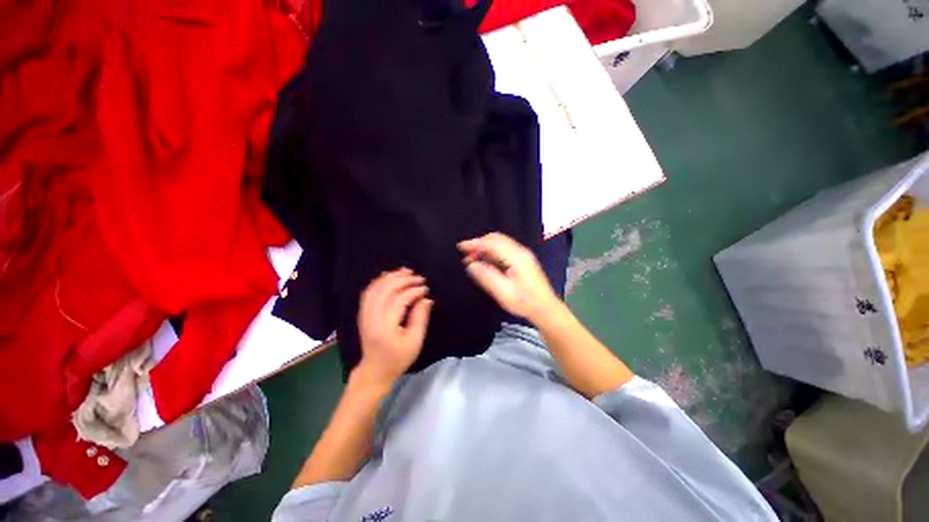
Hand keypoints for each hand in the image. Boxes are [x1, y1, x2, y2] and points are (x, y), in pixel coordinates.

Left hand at [354, 268, 433, 386]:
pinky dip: (379, 281)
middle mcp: (371, 317)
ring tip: (405, 271)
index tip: (425, 289)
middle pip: (386, 290)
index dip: (413, 291)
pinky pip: (368, 292)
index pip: (399, 300)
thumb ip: (420, 317)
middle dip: (403, 280)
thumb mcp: (415, 341)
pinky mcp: (362, 313)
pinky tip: (389, 277)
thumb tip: (426, 298)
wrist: (374, 371)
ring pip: (375, 288)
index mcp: (385, 326)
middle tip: (418, 277)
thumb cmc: (398, 359)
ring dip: (391, 277)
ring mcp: (364, 314)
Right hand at [458, 232, 559, 321]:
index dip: (475, 243)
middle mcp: (520, 251)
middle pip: (496, 239)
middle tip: (465, 254)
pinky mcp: (523, 260)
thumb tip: (470, 265)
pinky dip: (492, 252)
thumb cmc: (524, 302)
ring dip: (485, 248)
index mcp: (516, 257)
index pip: (492, 243)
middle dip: (479, 244)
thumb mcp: (503, 292)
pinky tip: (485, 261)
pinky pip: (504, 249)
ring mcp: (523, 255)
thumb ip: (486, 277)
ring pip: (500, 243)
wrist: (545, 309)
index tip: (460, 247)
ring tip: (472, 259)